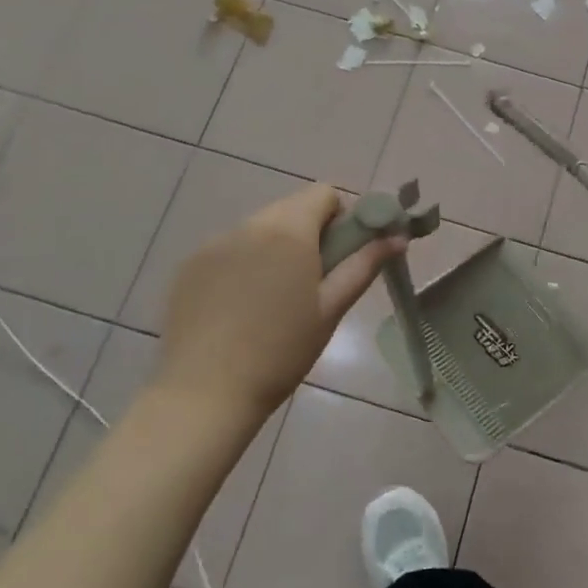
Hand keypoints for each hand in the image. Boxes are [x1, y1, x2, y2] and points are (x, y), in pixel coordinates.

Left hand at [156, 185, 404, 425]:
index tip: (341, 254)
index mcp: (289, 230)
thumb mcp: (331, 309)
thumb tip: (397, 237)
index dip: (341, 217)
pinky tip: (241, 307)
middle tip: (314, 280)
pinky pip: (230, 249)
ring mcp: (215, 243)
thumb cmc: (281, 352)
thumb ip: (364, 265)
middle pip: (291, 208)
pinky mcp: (190, 265)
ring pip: (259, 228)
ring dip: (276, 248)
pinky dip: (244, 263)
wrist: (204, 393)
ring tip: (274, 299)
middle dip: (309, 233)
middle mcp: (250, 225)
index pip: (324, 193)